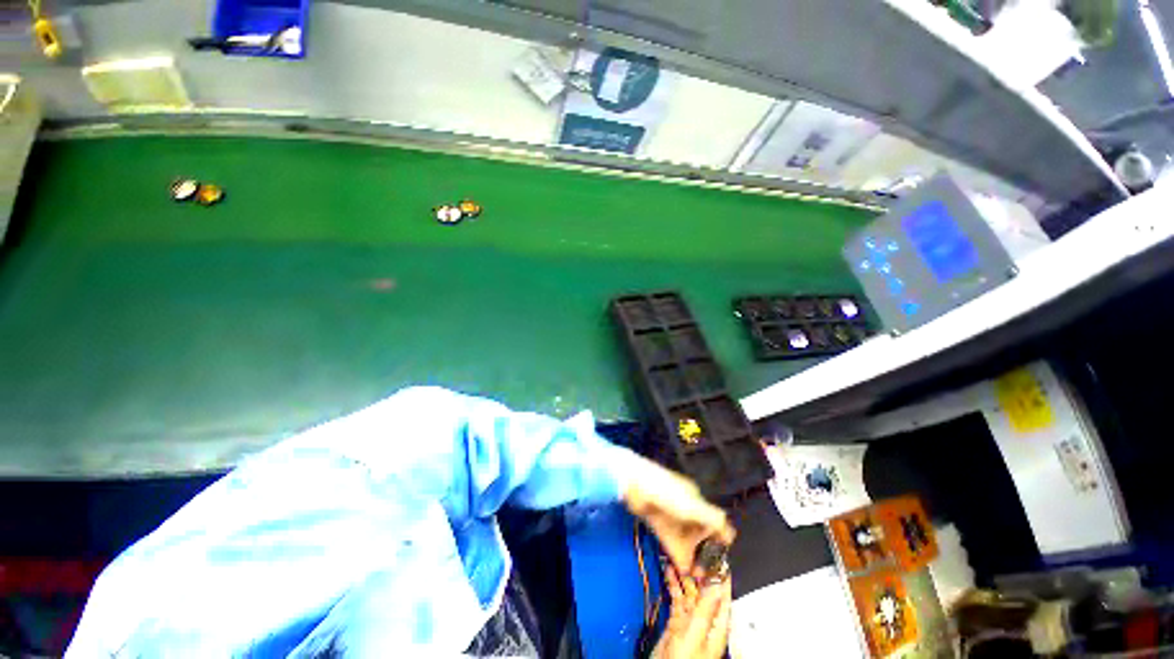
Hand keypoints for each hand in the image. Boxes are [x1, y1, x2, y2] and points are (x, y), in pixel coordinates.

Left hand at [621, 455, 735, 577]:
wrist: (634, 483)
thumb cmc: (667, 492)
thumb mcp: (693, 505)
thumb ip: (713, 519)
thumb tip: (731, 536)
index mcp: (697, 499)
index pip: (715, 522)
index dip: (719, 541)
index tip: (719, 560)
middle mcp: (687, 507)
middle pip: (700, 533)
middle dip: (704, 552)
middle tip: (705, 573)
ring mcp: (671, 515)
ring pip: (685, 539)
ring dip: (690, 555)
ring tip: (694, 575)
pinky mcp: (658, 520)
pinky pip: (672, 539)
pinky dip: (677, 553)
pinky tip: (681, 567)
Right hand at [656, 564, 731, 658]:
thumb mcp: (696, 632)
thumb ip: (706, 608)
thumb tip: (717, 583)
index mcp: (716, 625)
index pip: (722, 595)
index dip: (721, 575)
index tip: (719, 555)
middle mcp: (705, 621)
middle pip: (704, 591)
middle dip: (698, 570)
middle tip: (692, 548)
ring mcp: (691, 621)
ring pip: (690, 592)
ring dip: (684, 575)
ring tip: (677, 555)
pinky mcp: (677, 622)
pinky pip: (678, 598)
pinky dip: (674, 584)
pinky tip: (669, 572)